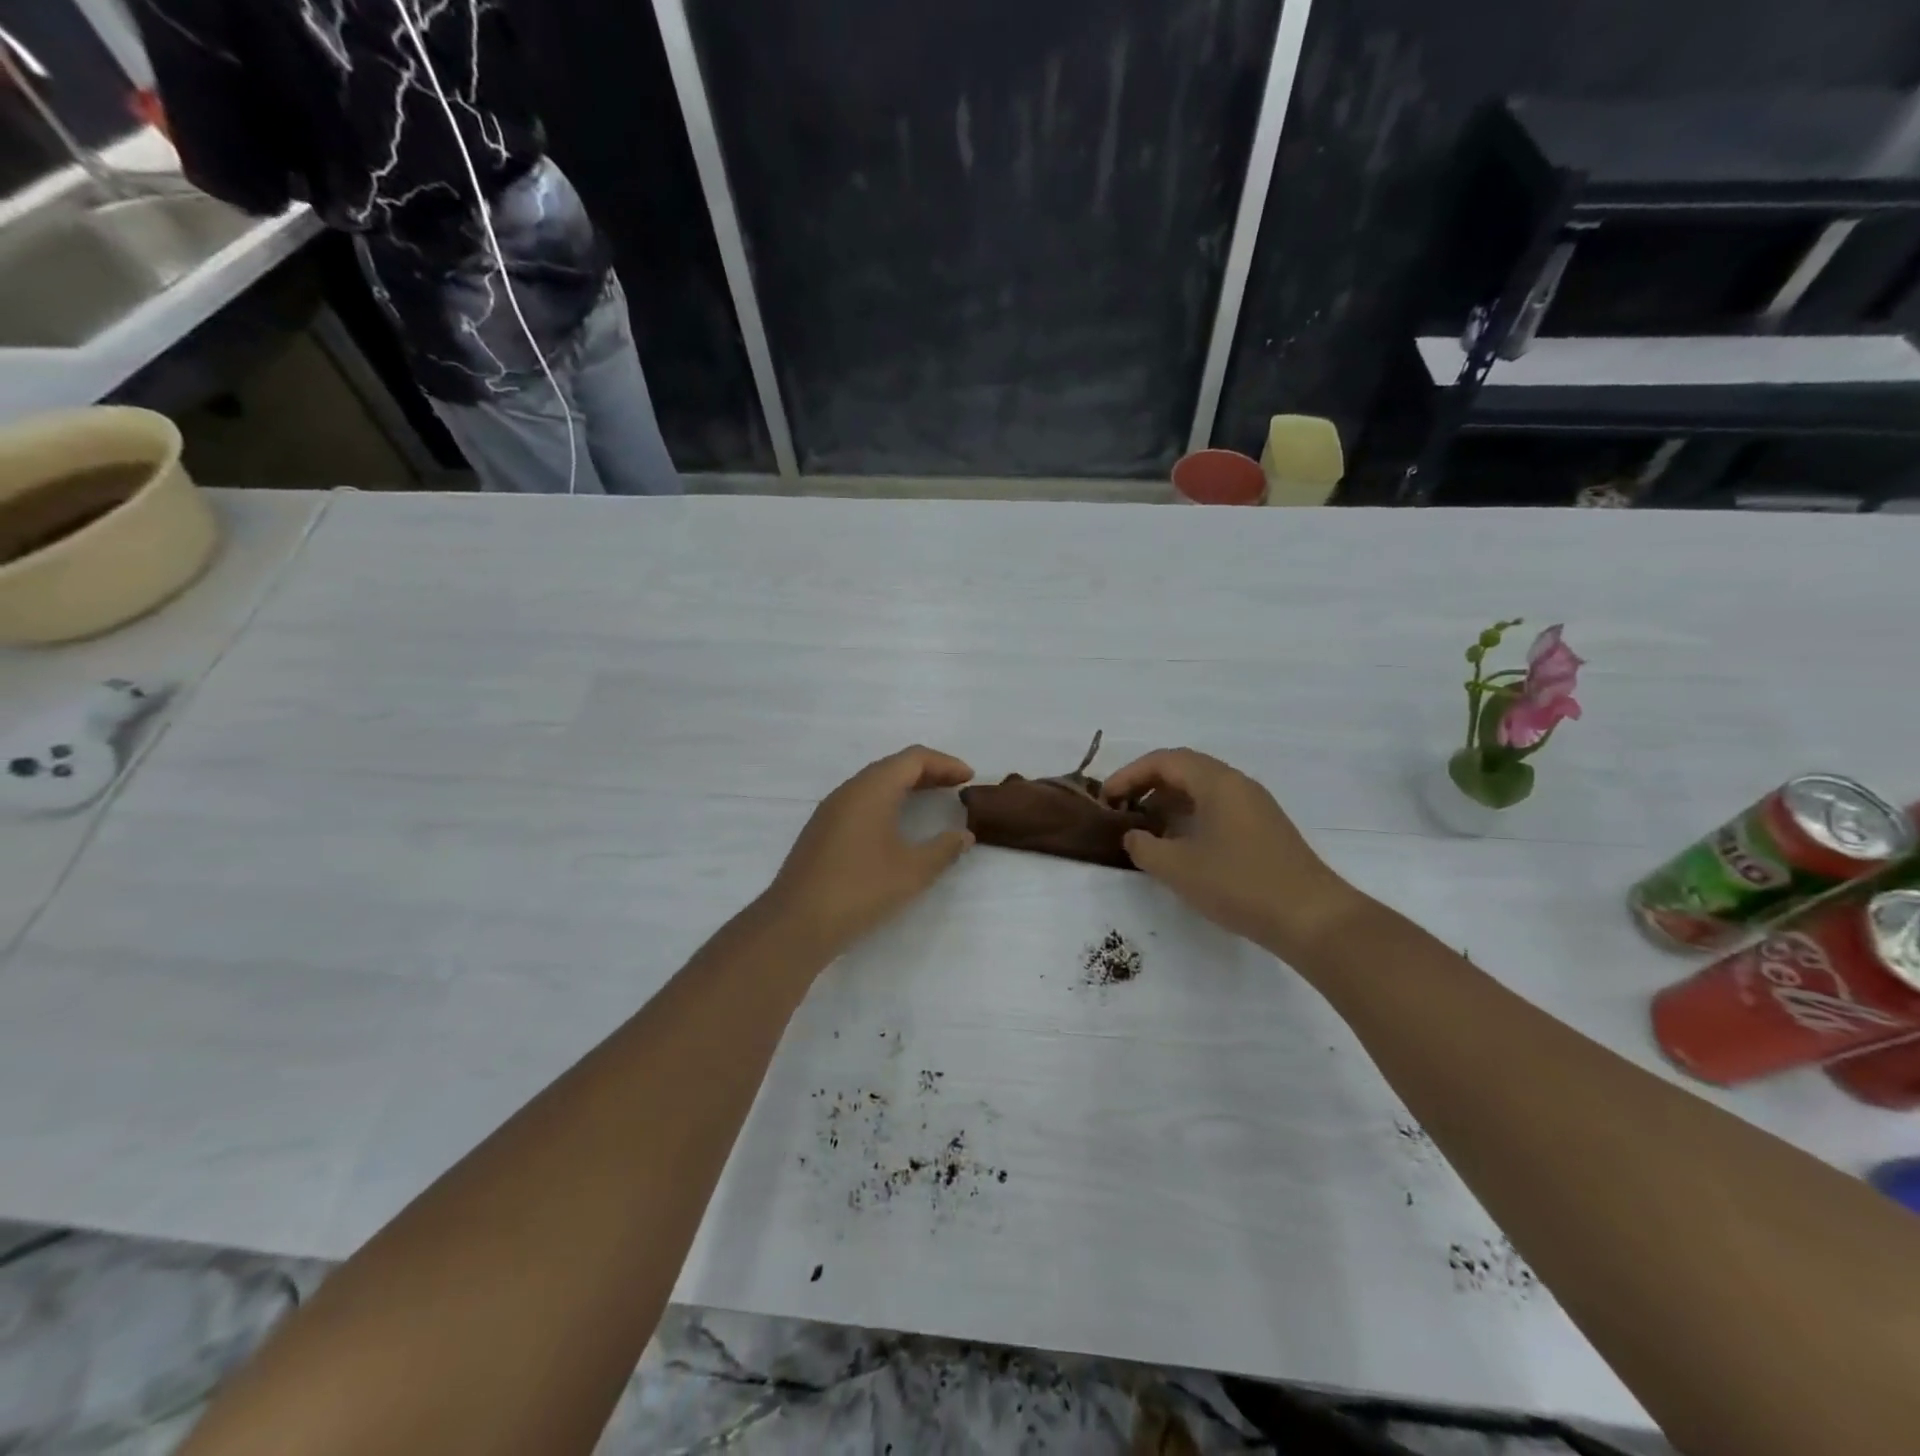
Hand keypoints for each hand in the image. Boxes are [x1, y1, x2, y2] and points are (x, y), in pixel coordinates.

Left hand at [764, 746, 975, 953]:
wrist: (796, 922)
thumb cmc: (860, 889)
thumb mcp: (913, 871)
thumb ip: (944, 849)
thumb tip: (964, 836)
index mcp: (872, 789)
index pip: (913, 759)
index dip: (945, 763)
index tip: (969, 778)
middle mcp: (849, 790)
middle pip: (894, 766)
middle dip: (928, 772)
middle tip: (957, 786)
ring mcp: (831, 809)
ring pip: (875, 783)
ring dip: (906, 786)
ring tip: (933, 800)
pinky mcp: (823, 830)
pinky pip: (862, 801)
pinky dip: (887, 801)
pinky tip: (898, 824)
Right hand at [1102, 748, 1361, 958]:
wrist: (1311, 918)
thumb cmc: (1240, 885)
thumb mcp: (1178, 868)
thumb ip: (1145, 847)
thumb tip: (1134, 835)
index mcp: (1217, 782)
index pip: (1164, 760)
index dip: (1130, 775)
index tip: (1106, 799)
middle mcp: (1238, 784)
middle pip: (1184, 768)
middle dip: (1148, 784)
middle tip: (1122, 808)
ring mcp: (1255, 805)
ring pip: (1202, 788)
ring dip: (1169, 801)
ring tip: (1146, 827)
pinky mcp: (1263, 828)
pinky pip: (1218, 806)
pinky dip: (1190, 815)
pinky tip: (1180, 843)